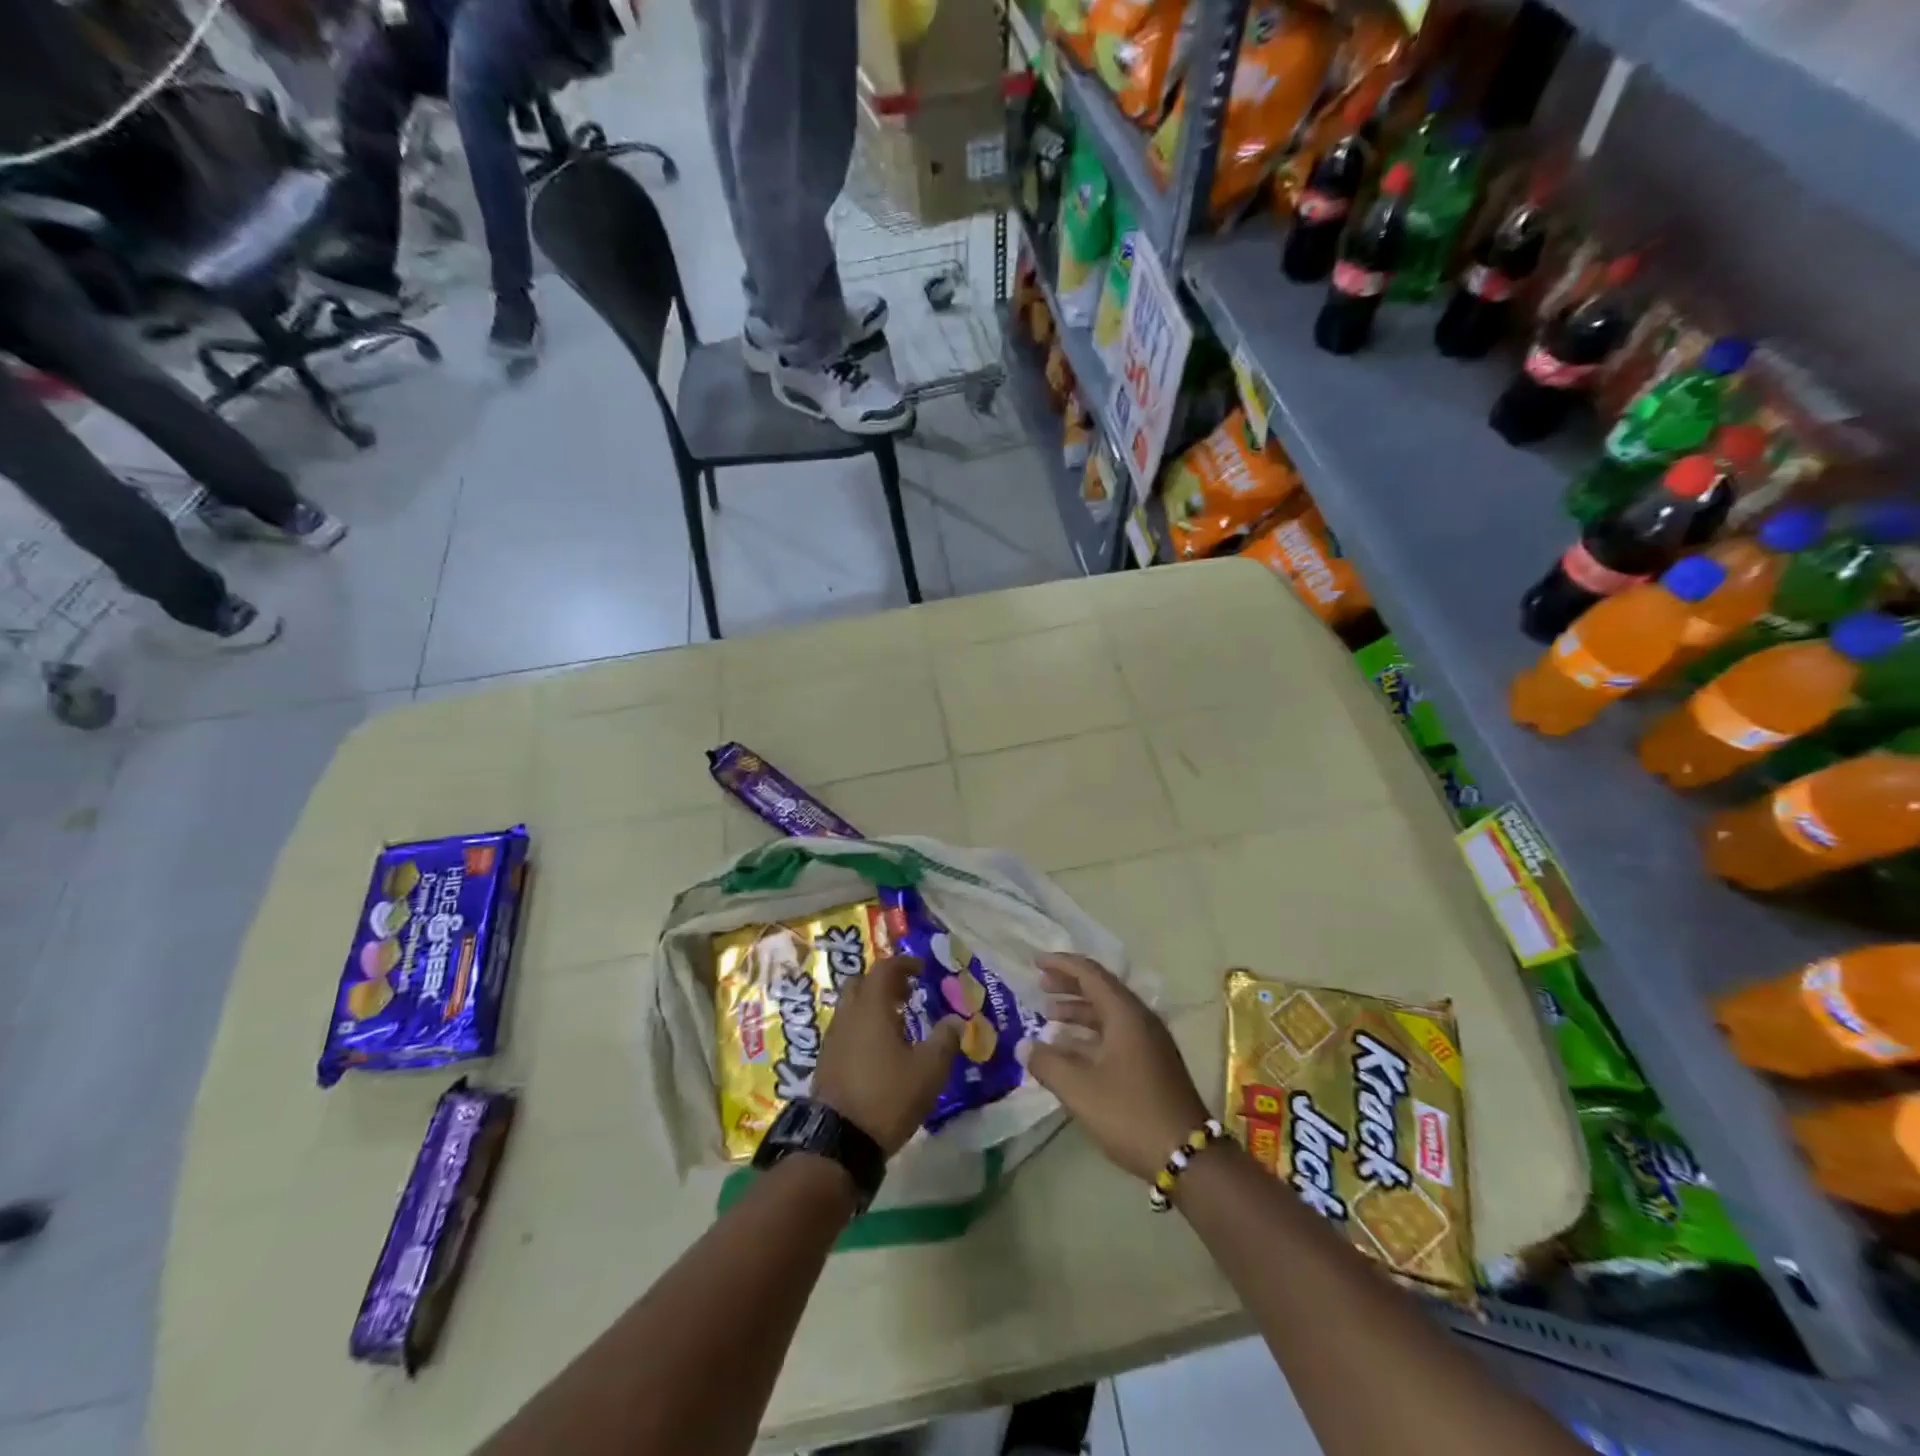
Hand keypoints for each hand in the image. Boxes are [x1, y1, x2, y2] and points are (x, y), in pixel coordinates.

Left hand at [813, 956, 961, 1157]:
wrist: (838, 1141)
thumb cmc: (887, 1096)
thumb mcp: (928, 1070)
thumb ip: (944, 1040)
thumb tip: (955, 1020)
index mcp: (871, 1007)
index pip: (884, 969)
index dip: (904, 963)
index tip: (922, 969)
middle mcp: (848, 1015)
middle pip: (862, 983)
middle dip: (885, 982)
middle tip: (908, 994)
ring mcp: (833, 1038)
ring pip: (852, 1007)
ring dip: (873, 1006)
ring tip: (899, 1024)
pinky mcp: (826, 1061)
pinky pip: (846, 1029)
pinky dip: (863, 1027)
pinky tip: (881, 1051)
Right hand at [1018, 954, 1209, 1183]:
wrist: (1188, 1155)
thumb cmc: (1130, 1114)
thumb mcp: (1080, 1089)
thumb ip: (1047, 1063)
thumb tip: (1024, 1046)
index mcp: (1125, 1014)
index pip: (1090, 974)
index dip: (1062, 964)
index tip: (1036, 961)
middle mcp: (1140, 1019)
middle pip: (1101, 990)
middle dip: (1069, 985)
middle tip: (1040, 985)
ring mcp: (1150, 1042)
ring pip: (1109, 1014)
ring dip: (1079, 1010)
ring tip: (1049, 1015)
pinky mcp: (1152, 1063)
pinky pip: (1116, 1033)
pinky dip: (1091, 1033)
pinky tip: (1071, 1049)